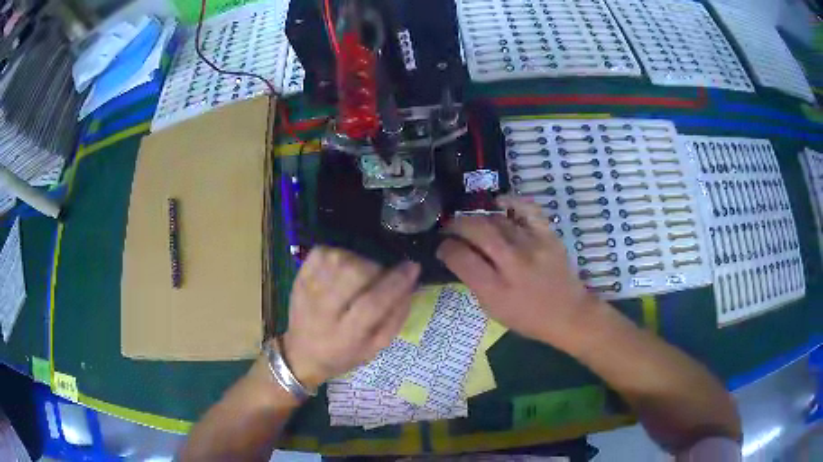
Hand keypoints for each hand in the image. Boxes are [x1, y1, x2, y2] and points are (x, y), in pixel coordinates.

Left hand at [280, 247, 419, 388]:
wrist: (303, 353)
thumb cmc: (344, 353)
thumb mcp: (376, 347)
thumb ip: (396, 317)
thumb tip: (411, 285)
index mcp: (346, 335)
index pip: (373, 303)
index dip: (396, 283)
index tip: (412, 267)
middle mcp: (324, 311)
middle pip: (354, 274)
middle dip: (376, 269)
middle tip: (380, 277)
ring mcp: (308, 291)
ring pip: (338, 260)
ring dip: (358, 261)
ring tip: (360, 274)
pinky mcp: (299, 278)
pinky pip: (321, 253)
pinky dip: (337, 254)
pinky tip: (342, 267)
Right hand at [436, 195, 597, 345]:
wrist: (568, 314)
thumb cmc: (527, 318)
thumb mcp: (493, 309)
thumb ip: (474, 281)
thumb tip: (458, 256)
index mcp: (495, 289)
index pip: (460, 257)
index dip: (445, 248)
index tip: (442, 246)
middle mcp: (513, 264)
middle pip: (476, 230)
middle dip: (456, 225)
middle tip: (450, 228)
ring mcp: (533, 245)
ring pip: (496, 220)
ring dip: (478, 218)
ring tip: (471, 222)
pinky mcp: (548, 235)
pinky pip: (527, 209)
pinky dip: (511, 202)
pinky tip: (499, 204)